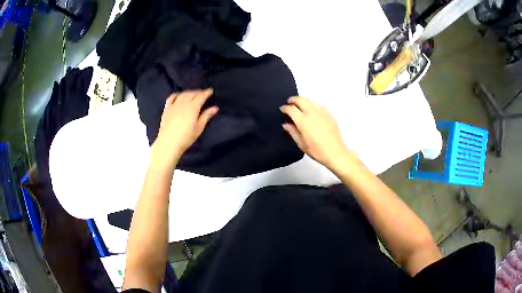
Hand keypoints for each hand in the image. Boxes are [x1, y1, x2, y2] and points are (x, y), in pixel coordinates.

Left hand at [151, 89, 217, 169]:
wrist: (169, 143)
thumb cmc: (186, 137)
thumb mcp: (199, 128)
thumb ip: (206, 116)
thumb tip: (215, 108)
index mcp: (193, 107)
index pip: (201, 96)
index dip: (206, 93)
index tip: (210, 90)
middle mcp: (183, 103)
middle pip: (192, 94)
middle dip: (198, 92)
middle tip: (203, 93)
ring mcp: (174, 105)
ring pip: (183, 94)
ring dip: (189, 92)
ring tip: (193, 94)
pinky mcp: (167, 109)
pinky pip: (172, 97)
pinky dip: (177, 94)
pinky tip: (179, 96)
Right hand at [280, 96, 355, 168]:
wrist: (335, 152)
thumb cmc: (317, 150)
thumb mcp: (301, 144)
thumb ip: (292, 132)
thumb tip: (286, 124)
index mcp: (303, 121)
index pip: (291, 109)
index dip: (285, 108)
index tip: (282, 109)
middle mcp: (312, 113)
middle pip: (300, 100)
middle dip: (293, 100)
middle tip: (289, 102)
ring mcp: (321, 112)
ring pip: (310, 100)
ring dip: (303, 100)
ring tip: (300, 104)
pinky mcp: (329, 114)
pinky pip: (318, 105)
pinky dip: (312, 104)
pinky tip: (312, 109)